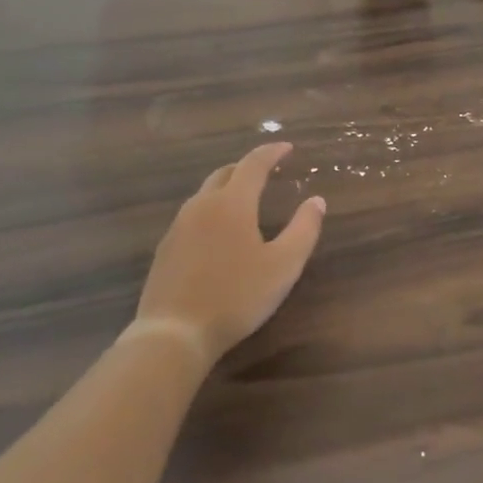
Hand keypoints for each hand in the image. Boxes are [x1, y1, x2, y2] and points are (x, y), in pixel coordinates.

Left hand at [133, 143, 326, 368]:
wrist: (174, 334)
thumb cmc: (236, 296)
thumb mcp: (283, 266)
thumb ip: (304, 230)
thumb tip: (317, 201)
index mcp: (232, 203)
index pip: (253, 164)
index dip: (272, 152)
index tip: (287, 148)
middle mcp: (202, 206)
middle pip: (224, 174)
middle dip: (247, 168)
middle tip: (266, 172)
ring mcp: (178, 227)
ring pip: (205, 194)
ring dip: (226, 188)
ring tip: (244, 200)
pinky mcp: (165, 249)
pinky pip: (192, 216)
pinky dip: (211, 211)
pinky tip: (218, 234)